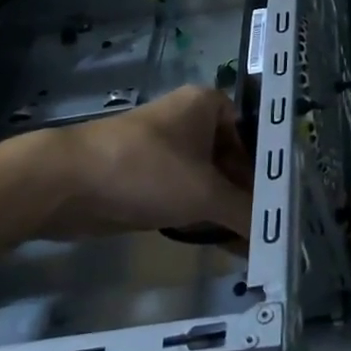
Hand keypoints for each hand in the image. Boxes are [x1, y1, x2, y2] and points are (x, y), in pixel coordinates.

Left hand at [17, 85, 253, 239]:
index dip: (271, 169)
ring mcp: (166, 150)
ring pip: (209, 181)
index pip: (254, 135)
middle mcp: (189, 121)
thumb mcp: (203, 192)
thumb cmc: (145, 170)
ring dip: (228, 210)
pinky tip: (224, 245)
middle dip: (250, 196)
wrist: (65, 182)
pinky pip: (186, 196)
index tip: (285, 203)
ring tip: (255, 246)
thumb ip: (244, 212)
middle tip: (273, 231)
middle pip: (233, 160)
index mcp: (208, 104)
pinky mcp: (147, 178)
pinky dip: (203, 217)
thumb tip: (276, 237)